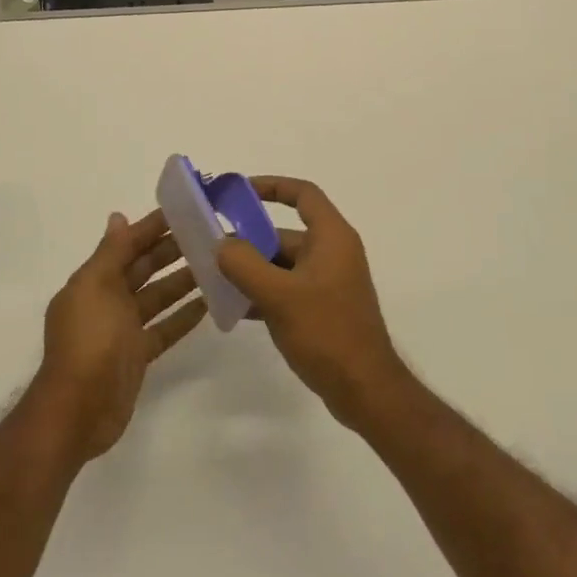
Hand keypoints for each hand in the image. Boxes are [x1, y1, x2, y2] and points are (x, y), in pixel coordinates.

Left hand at [29, 210, 207, 464]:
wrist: (78, 410)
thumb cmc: (88, 340)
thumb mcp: (96, 287)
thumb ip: (111, 252)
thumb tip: (118, 217)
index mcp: (93, 280)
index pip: (126, 245)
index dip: (151, 227)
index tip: (183, 211)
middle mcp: (107, 300)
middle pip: (144, 268)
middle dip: (171, 250)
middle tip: (207, 235)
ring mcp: (123, 329)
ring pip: (157, 296)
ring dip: (182, 281)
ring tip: (215, 265)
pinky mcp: (137, 355)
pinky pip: (164, 328)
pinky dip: (183, 316)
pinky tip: (209, 303)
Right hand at [216, 176, 409, 432]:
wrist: (365, 391)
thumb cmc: (327, 333)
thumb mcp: (279, 295)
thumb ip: (245, 264)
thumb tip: (222, 244)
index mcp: (332, 237)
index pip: (303, 194)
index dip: (271, 185)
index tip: (237, 192)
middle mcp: (332, 253)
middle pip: (285, 233)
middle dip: (249, 239)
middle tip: (211, 248)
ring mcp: (328, 283)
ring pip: (282, 264)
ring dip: (251, 269)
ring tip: (214, 279)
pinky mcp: (322, 309)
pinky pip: (286, 288)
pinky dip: (262, 292)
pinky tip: (233, 308)